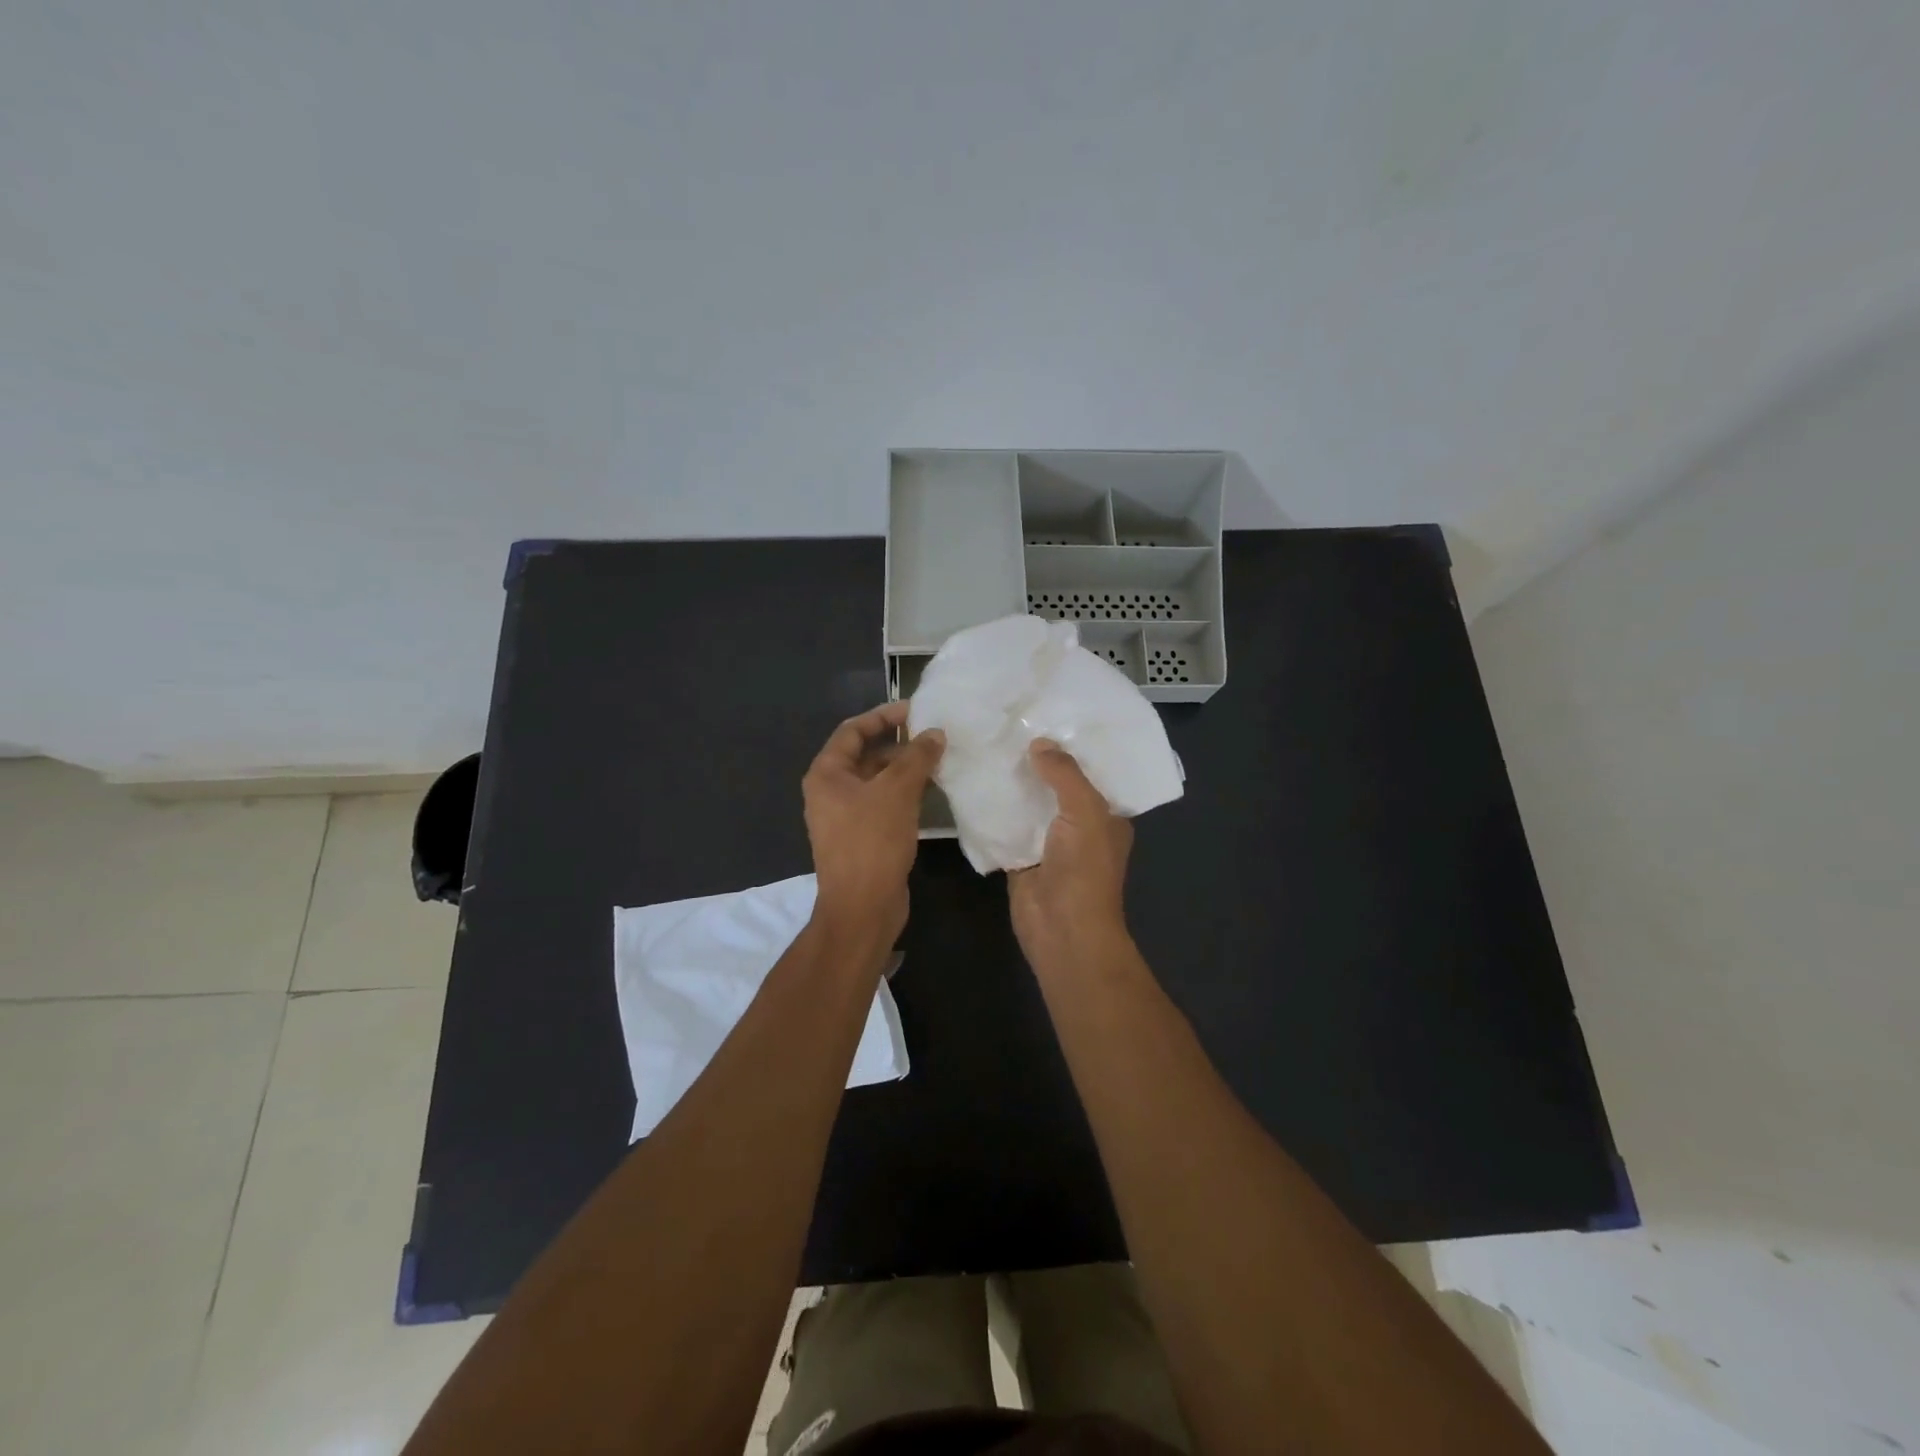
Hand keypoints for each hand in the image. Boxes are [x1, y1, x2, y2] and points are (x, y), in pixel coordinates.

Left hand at [802, 701, 944, 947]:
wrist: (862, 907)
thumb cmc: (872, 842)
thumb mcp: (896, 792)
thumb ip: (917, 757)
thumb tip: (935, 733)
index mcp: (827, 774)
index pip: (853, 730)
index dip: (883, 716)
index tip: (916, 709)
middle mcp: (830, 791)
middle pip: (865, 755)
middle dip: (899, 744)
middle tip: (934, 736)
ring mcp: (845, 816)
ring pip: (877, 781)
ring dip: (905, 769)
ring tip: (939, 760)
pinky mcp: (862, 837)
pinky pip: (883, 803)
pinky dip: (904, 793)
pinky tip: (932, 792)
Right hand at [1008, 739, 1133, 971]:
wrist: (1061, 929)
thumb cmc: (1085, 870)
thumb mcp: (1085, 812)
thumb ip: (1065, 775)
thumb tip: (1040, 743)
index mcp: (1106, 814)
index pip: (1092, 772)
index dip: (1073, 747)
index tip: (1049, 717)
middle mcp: (1078, 825)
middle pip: (1056, 785)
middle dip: (1038, 761)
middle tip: (1010, 724)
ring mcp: (1048, 841)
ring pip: (1029, 804)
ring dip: (1014, 783)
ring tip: (988, 744)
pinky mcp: (1020, 856)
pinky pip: (1006, 825)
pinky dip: (994, 809)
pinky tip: (974, 782)